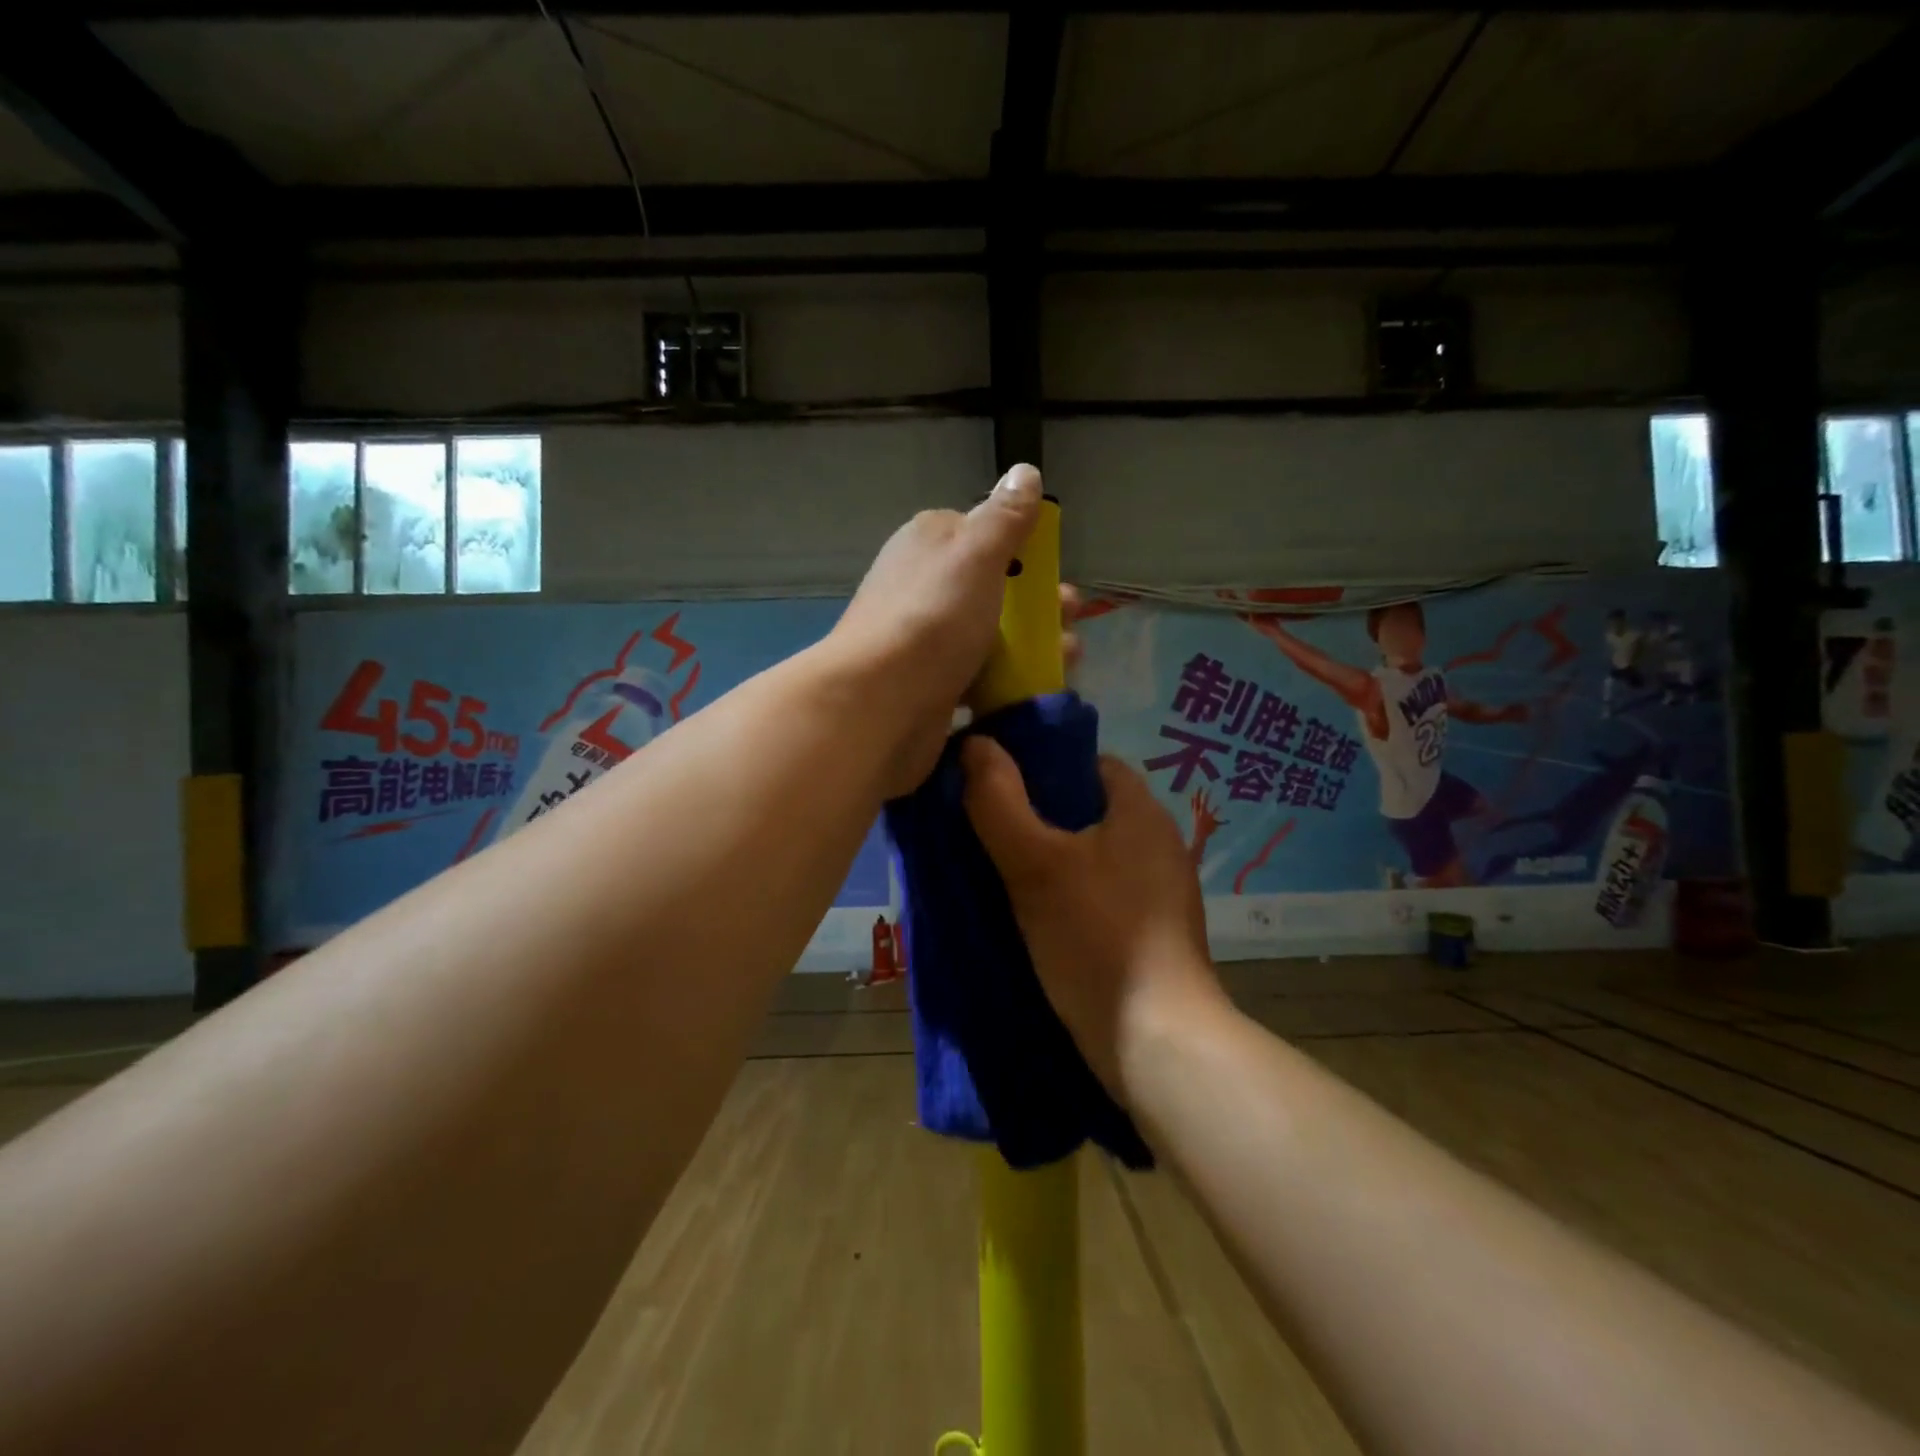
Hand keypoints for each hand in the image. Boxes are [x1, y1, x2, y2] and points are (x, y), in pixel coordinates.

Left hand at [832, 465, 1064, 797]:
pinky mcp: (930, 682)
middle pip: (992, 588)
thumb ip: (1005, 516)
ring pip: (990, 635)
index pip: (982, 533)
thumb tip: (1025, 471)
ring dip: (1032, 647)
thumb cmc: (934, 617)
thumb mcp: (977, 553)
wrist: (879, 702)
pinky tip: (1032, 694)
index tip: (1054, 572)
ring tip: (1068, 661)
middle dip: (1038, 605)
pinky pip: (978, 675)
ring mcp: (925, 637)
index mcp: (930, 542)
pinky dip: (1007, 681)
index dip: (1023, 549)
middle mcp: (924, 585)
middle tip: (1070, 622)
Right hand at [961, 742, 1225, 1095]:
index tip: (995, 784)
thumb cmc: (1096, 938)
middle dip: (1036, 816)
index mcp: (1141, 812)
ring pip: (1091, 855)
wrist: (1157, 1044)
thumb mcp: (1035, 864)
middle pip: (1087, 809)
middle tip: (986, 830)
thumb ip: (999, 802)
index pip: (1088, 762)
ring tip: (999, 872)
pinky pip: (1100, 894)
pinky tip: (1034, 916)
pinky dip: (1068, 895)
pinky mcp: (1152, 933)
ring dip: (1049, 859)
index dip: (1040, 765)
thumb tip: (974, 743)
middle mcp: (1158, 843)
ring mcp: (1159, 892)